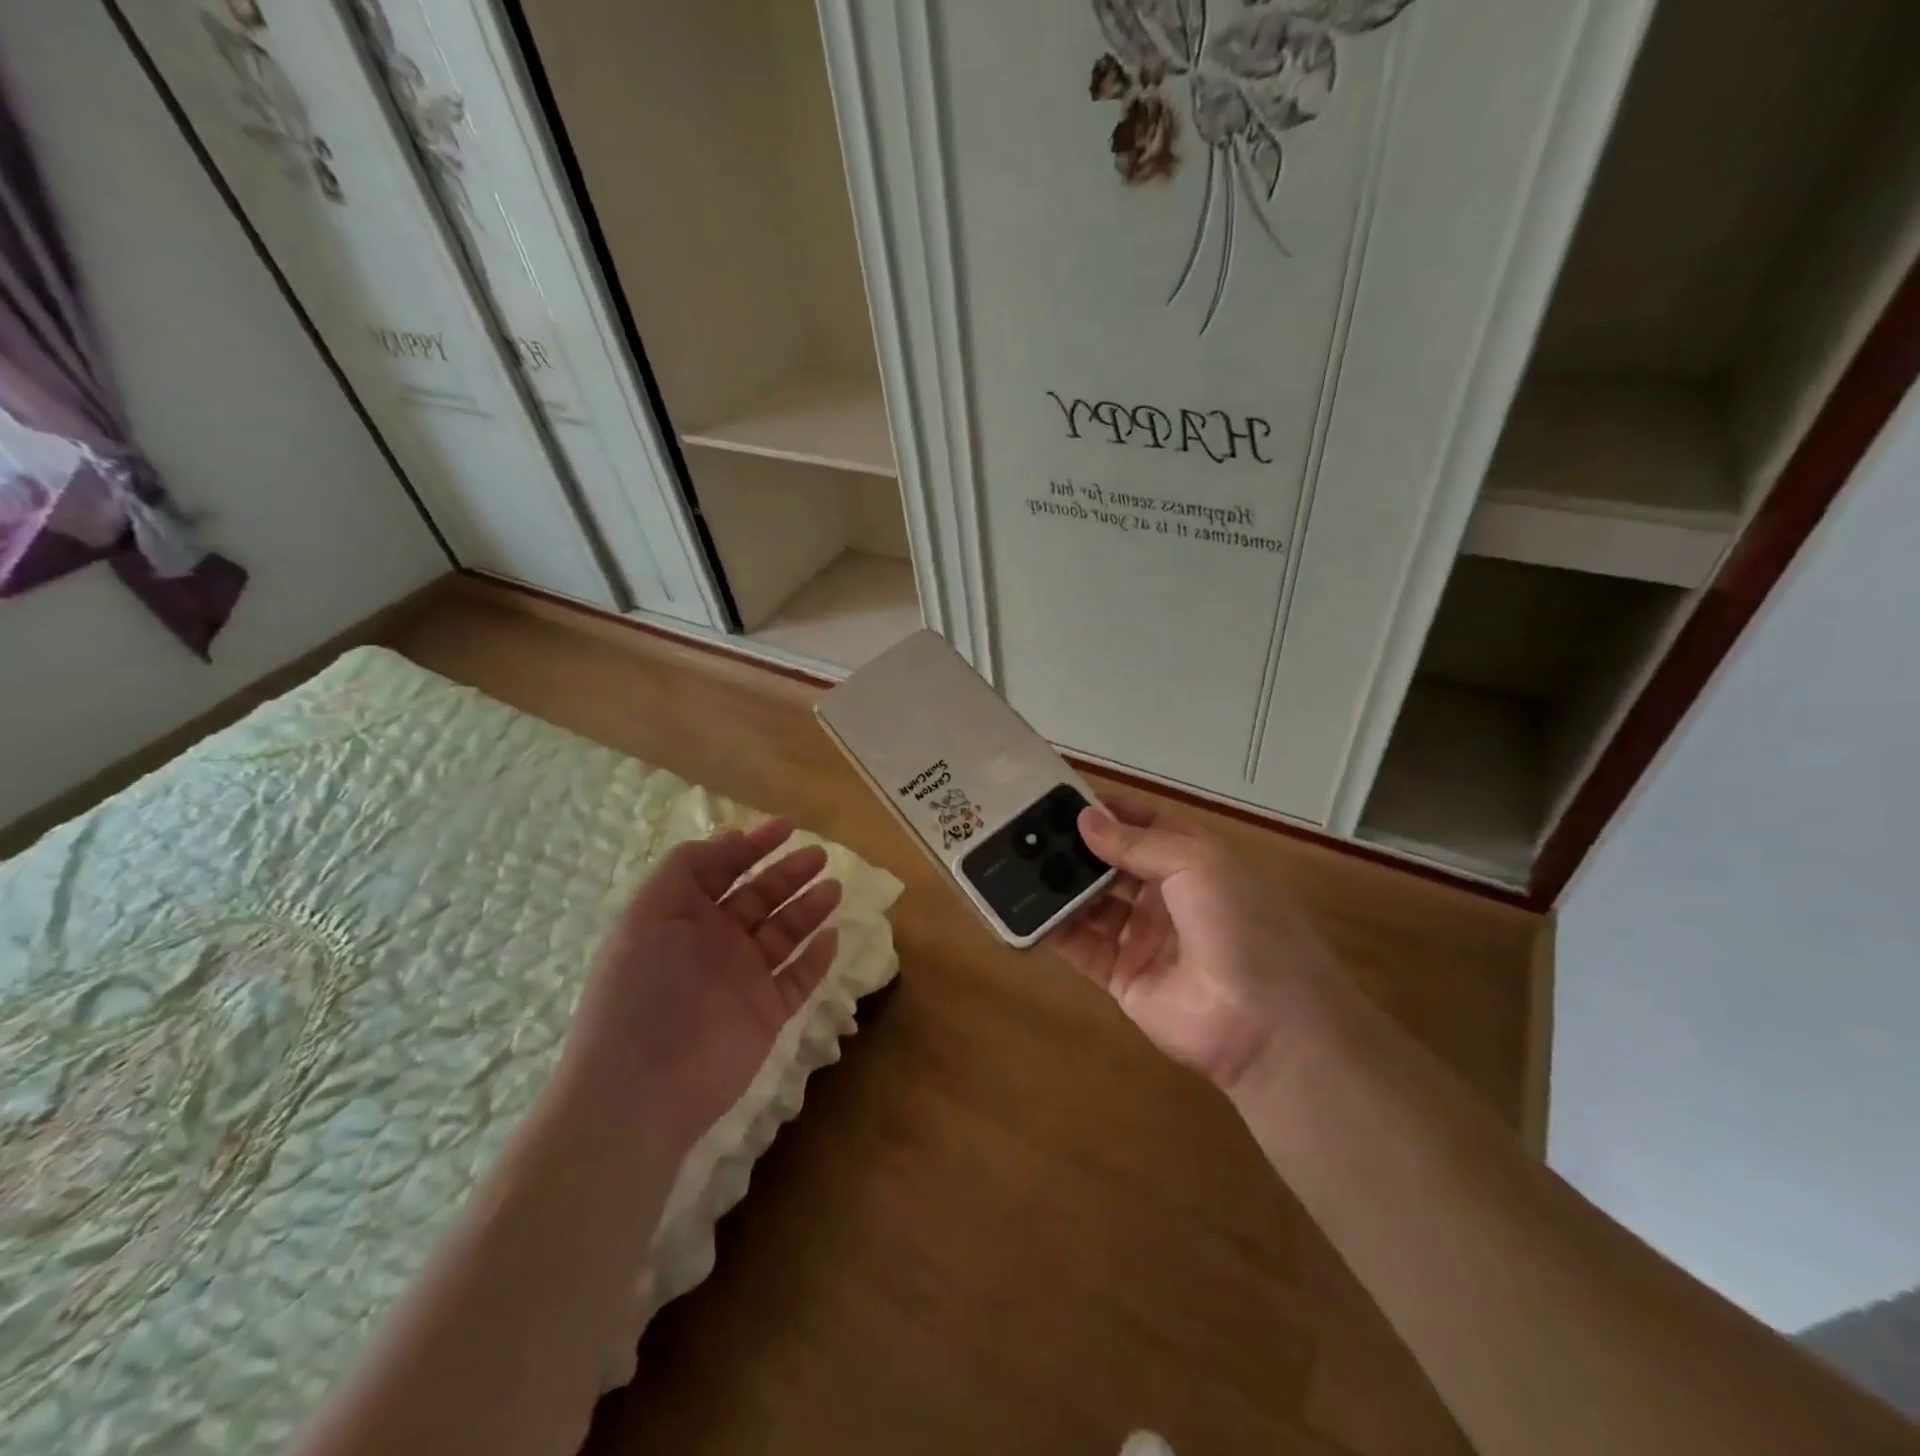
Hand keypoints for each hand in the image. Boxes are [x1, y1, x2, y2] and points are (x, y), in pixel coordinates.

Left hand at [555, 819, 842, 1153]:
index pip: (722, 870)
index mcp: (682, 916)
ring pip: (784, 934)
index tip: (786, 827)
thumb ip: (686, 867)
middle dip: (787, 873)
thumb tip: (728, 837)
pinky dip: (816, 958)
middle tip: (819, 856)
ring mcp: (742, 979)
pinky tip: (831, 936)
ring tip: (833, 888)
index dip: (751, 846)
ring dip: (808, 908)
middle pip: (759, 897)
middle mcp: (714, 943)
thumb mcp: (649, 911)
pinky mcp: (766, 1013)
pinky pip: (799, 979)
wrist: (641, 1087)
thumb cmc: (642, 988)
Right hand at [1053, 795, 1343, 1096]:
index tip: (1059, 796)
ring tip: (1016, 863)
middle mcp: (1166, 894)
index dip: (1106, 809)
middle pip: (1112, 862)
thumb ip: (1137, 843)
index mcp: (1193, 860)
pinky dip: (1054, 929)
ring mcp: (1143, 936)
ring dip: (1059, 884)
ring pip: (1092, 902)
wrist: (1265, 1025)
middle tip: (1025, 830)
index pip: (1143, 823)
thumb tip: (1084, 819)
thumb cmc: (1239, 925)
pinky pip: (1081, 946)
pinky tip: (1024, 910)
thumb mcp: (1197, 865)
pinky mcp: (1122, 976)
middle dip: (1074, 846)